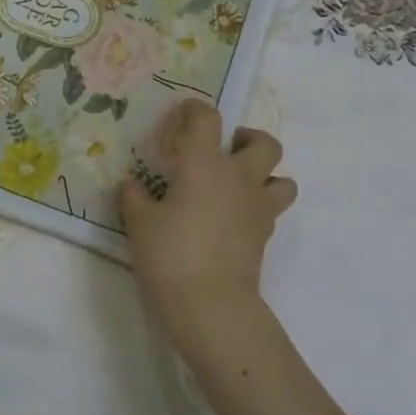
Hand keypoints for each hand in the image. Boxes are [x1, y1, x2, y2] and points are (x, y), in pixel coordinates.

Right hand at [120, 99, 296, 355]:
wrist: (210, 304)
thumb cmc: (170, 255)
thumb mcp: (138, 223)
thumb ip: (134, 197)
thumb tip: (132, 185)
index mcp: (204, 163)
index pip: (206, 118)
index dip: (194, 110)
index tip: (180, 116)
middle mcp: (238, 177)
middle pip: (263, 142)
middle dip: (246, 139)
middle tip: (223, 150)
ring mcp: (258, 207)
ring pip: (283, 178)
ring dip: (266, 175)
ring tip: (238, 185)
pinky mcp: (265, 235)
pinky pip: (272, 209)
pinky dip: (259, 206)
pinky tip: (233, 218)